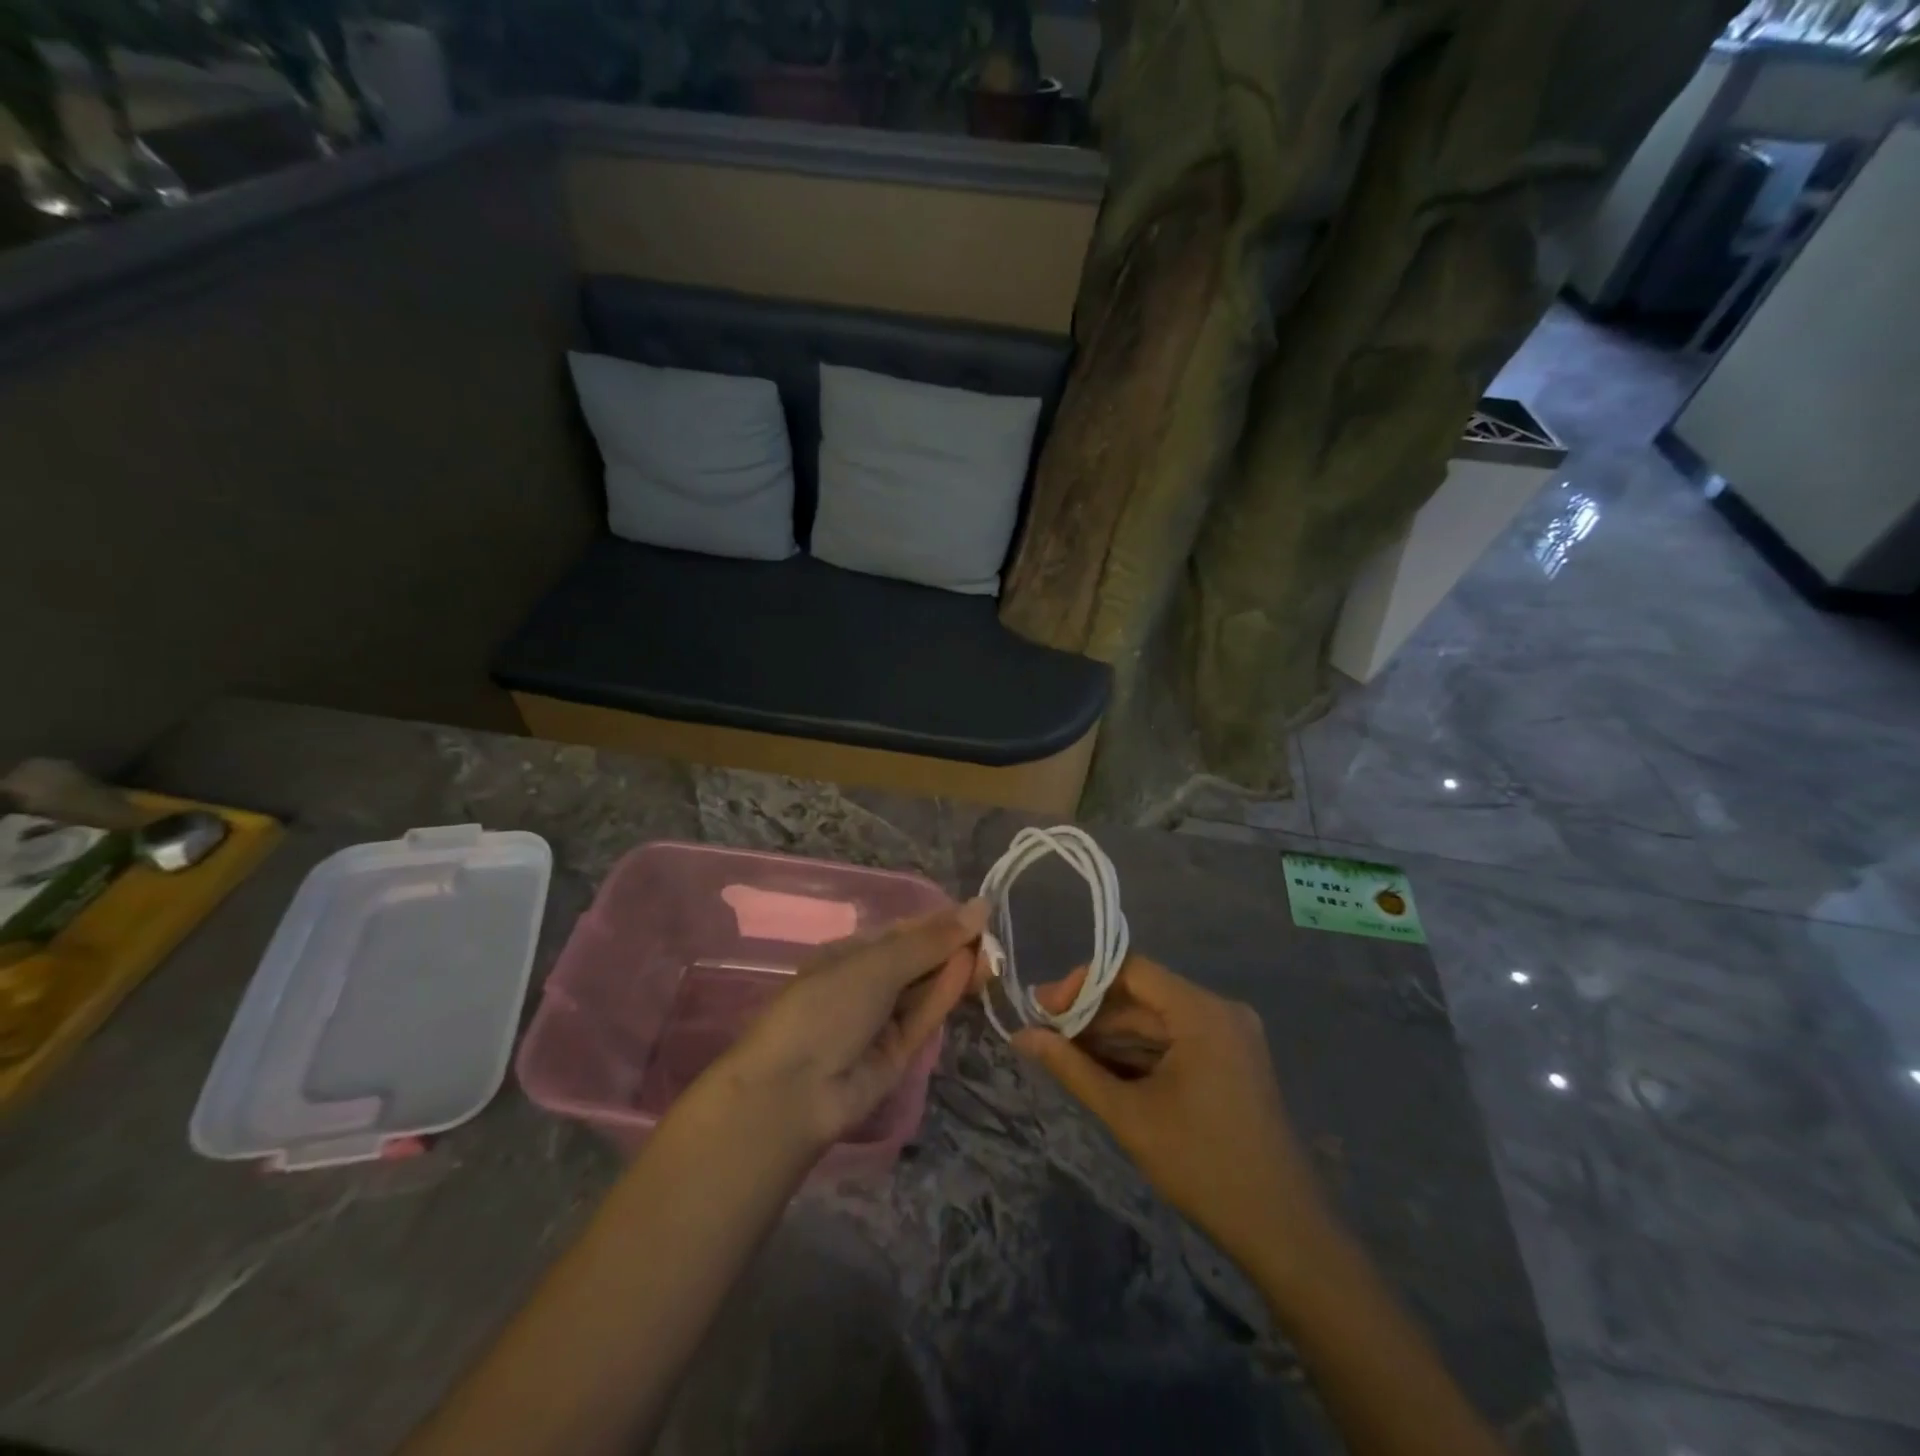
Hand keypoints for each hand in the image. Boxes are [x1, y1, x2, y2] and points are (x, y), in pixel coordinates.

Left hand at [712, 898, 988, 1153]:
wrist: (795, 1091)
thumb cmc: (827, 1006)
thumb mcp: (877, 963)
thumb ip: (931, 939)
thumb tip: (979, 906)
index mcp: (850, 954)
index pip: (904, 931)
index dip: (940, 921)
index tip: (979, 912)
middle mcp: (868, 983)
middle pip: (919, 959)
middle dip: (953, 946)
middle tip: (994, 936)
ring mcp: (883, 1019)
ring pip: (927, 987)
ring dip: (957, 969)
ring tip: (993, 952)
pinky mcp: (899, 1052)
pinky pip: (926, 1015)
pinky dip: (947, 993)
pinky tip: (971, 971)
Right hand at [1010, 955, 1336, 1276]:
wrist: (1283, 1231)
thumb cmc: (1202, 1165)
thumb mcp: (1128, 1114)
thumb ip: (1072, 1068)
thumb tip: (1021, 1036)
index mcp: (1202, 1012)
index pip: (1132, 970)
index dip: (1083, 984)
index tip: (1045, 1010)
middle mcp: (1220, 1011)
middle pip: (1143, 996)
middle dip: (1092, 1015)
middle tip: (1044, 1035)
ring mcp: (1229, 1037)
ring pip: (1157, 1021)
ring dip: (1111, 1036)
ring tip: (1062, 1054)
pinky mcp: (1231, 1061)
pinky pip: (1175, 1042)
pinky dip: (1139, 1054)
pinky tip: (1101, 1070)